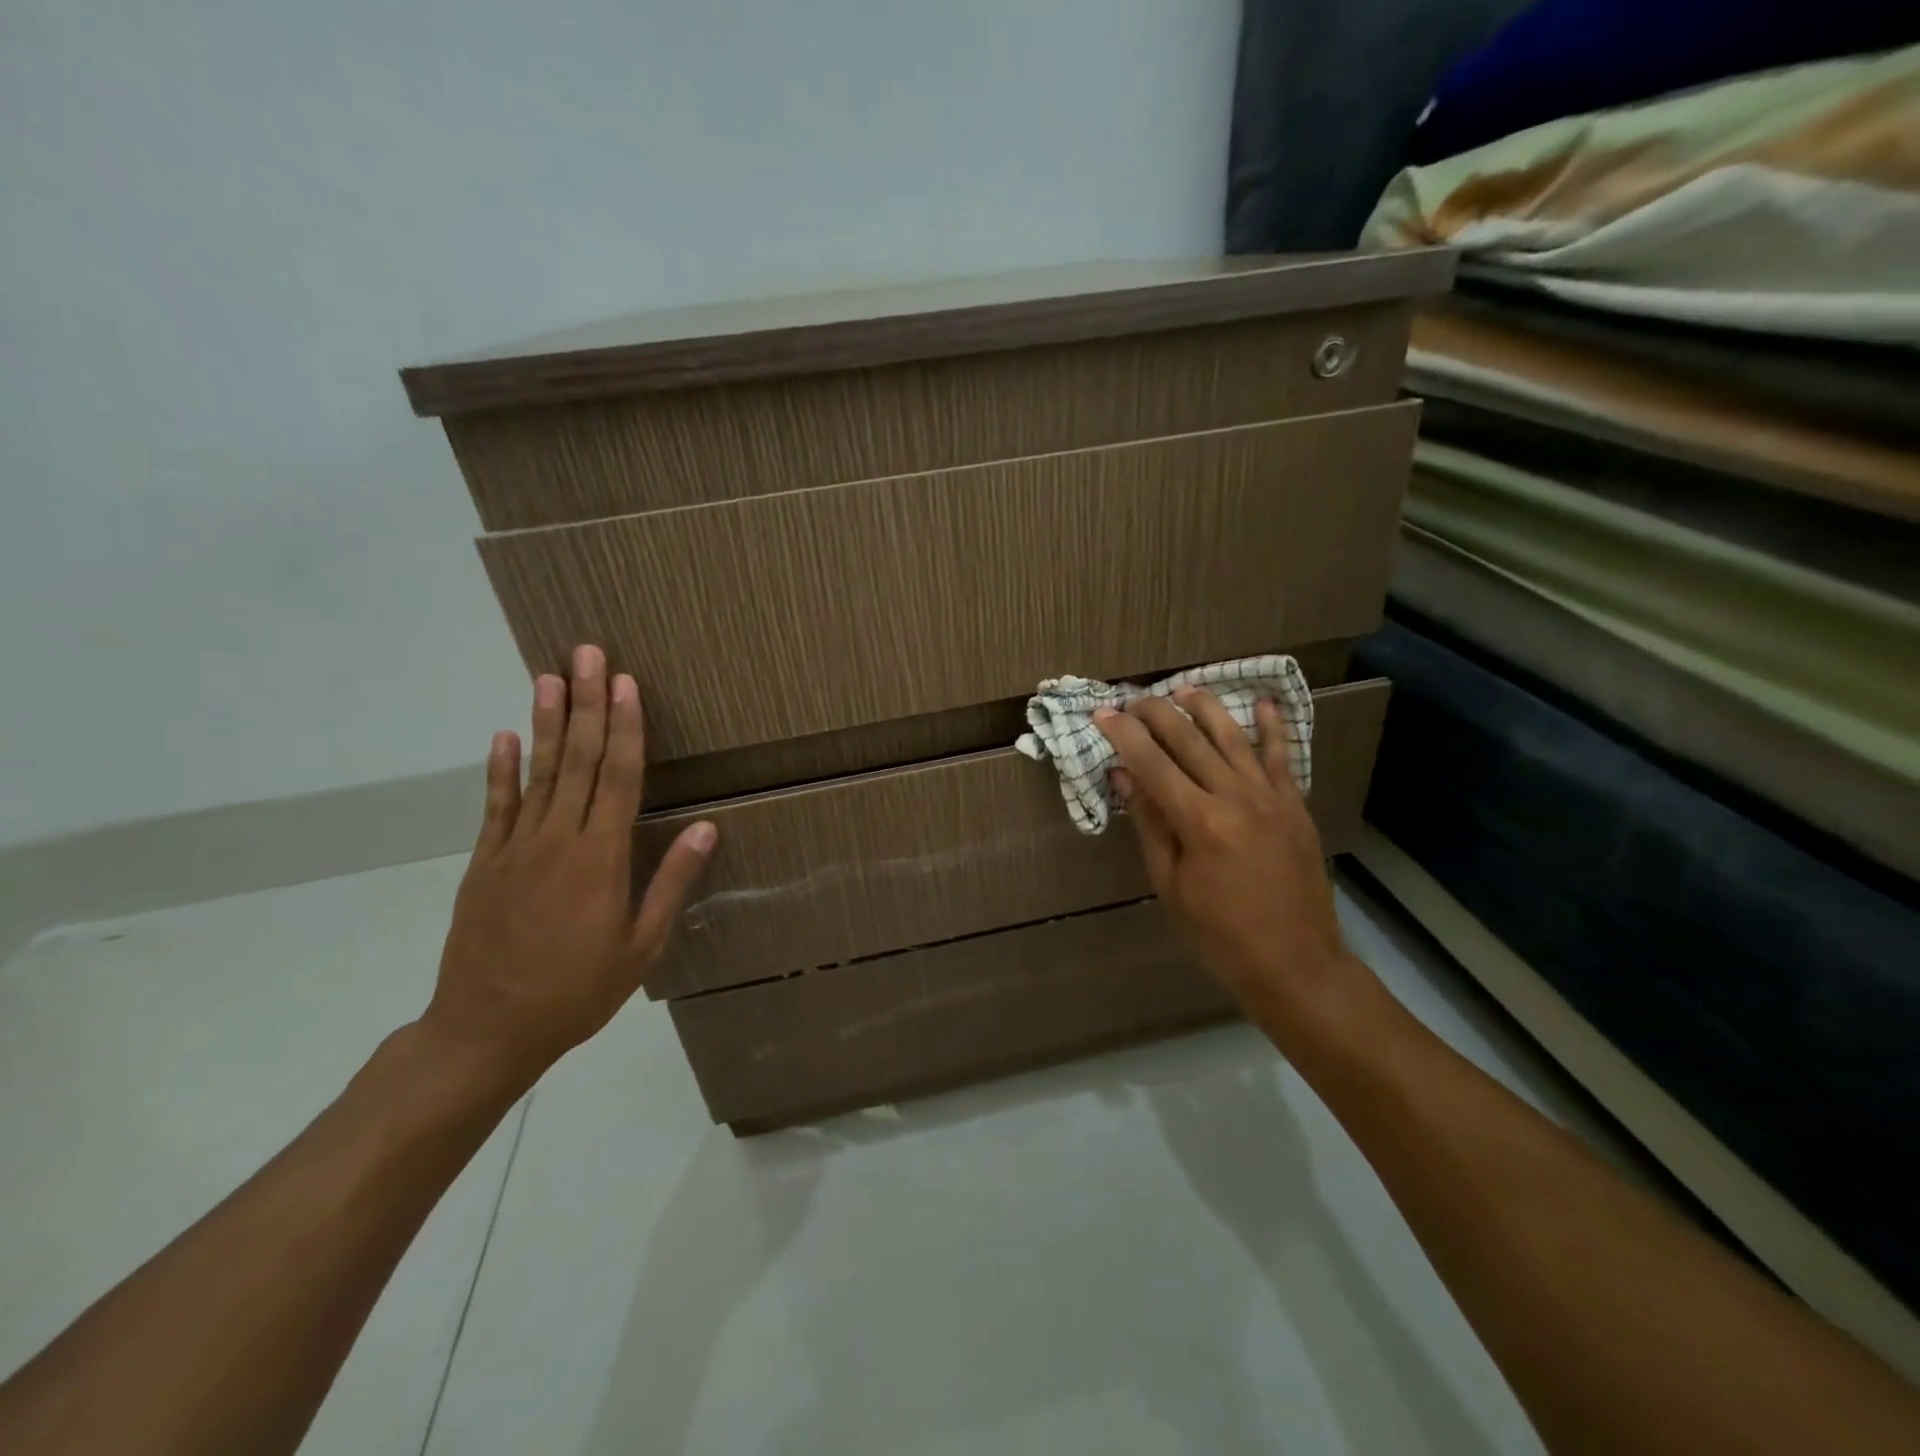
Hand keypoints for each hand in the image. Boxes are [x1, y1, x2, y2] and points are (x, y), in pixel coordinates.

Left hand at [421, 645, 716, 1090]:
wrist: (486, 1031)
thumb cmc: (578, 991)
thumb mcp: (641, 945)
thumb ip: (670, 882)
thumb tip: (705, 827)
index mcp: (600, 859)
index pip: (617, 778)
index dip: (624, 727)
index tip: (627, 684)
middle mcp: (557, 840)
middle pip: (576, 760)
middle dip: (586, 704)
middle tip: (588, 654)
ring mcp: (514, 849)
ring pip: (536, 773)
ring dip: (544, 722)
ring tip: (549, 676)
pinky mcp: (484, 864)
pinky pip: (495, 807)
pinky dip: (500, 770)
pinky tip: (503, 736)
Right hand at [1096, 689, 1359, 1028]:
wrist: (1294, 962)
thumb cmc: (1219, 933)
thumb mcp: (1170, 884)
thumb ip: (1150, 823)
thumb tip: (1124, 775)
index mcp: (1199, 821)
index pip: (1152, 763)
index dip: (1124, 734)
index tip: (1103, 713)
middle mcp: (1236, 797)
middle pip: (1190, 739)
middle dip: (1157, 713)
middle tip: (1134, 698)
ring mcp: (1271, 797)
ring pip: (1233, 737)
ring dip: (1206, 708)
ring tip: (1185, 687)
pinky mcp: (1295, 805)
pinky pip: (1282, 756)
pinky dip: (1272, 727)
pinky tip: (1263, 702)